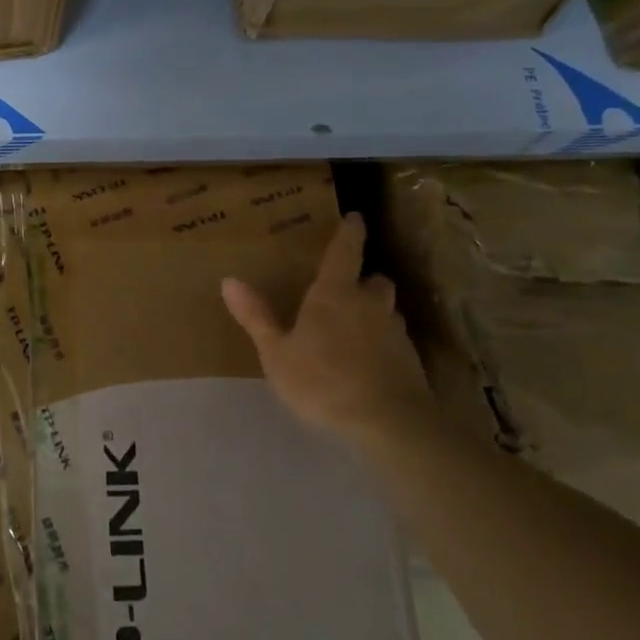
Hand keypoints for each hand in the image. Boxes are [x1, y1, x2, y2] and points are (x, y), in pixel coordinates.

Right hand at [222, 212, 432, 446]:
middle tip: (347, 288)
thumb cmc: (321, 381)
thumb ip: (256, 317)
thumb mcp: (276, 353)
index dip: (349, 233)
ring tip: (355, 327)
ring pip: (387, 310)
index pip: (345, 252)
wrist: (388, 422)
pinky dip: (382, 341)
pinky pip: (394, 339)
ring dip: (374, 311)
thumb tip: (229, 280)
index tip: (355, 217)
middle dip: (363, 280)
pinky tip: (369, 362)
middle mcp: (370, 304)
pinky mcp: (410, 360)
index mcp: (334, 294)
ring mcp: (395, 332)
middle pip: (374, 280)